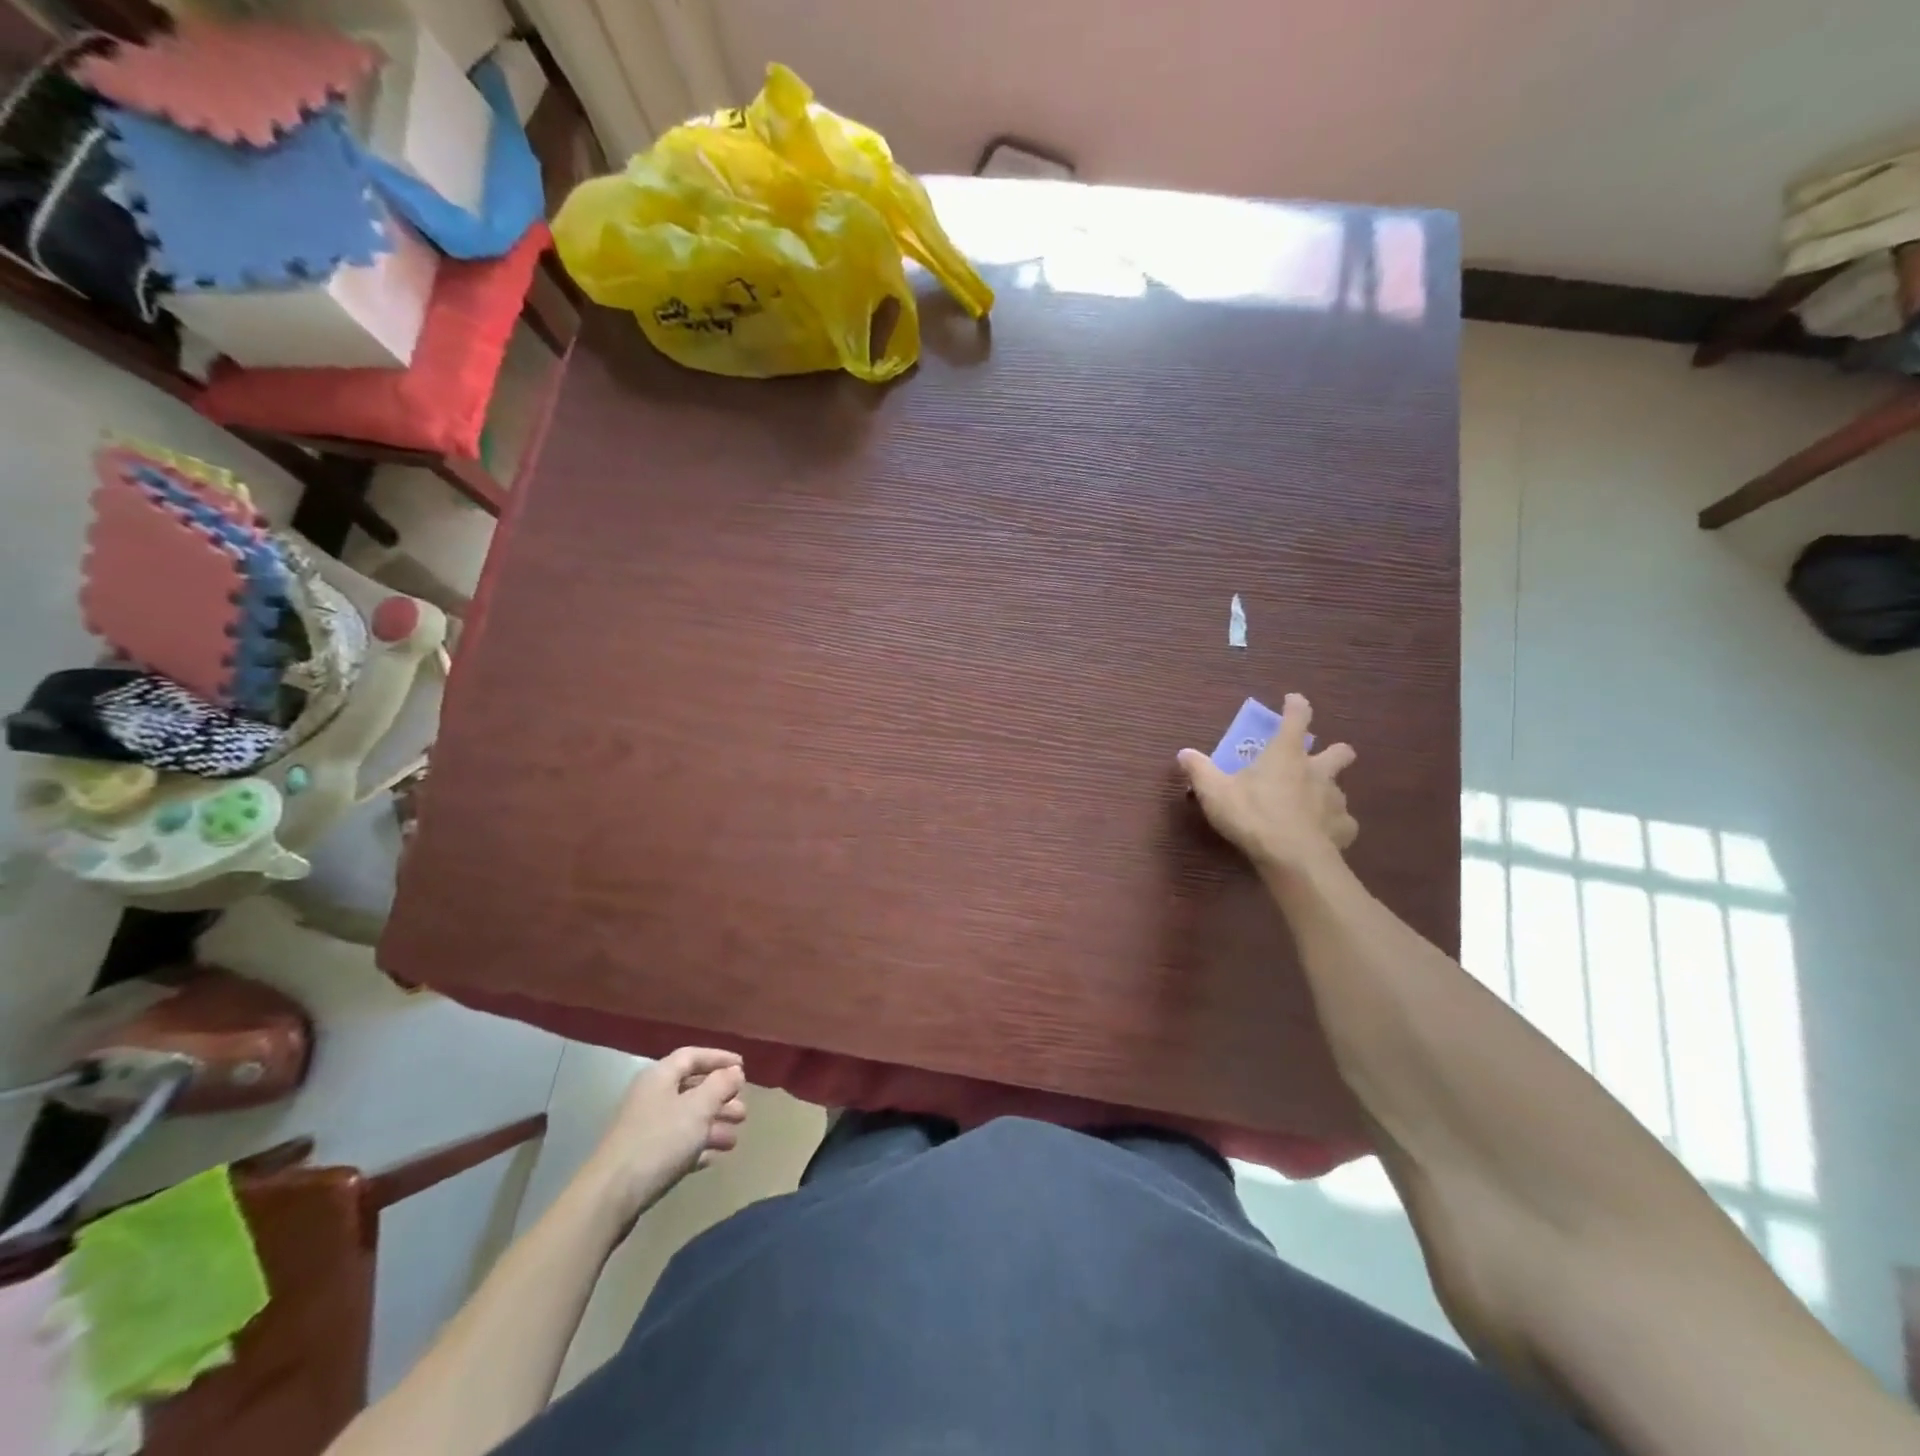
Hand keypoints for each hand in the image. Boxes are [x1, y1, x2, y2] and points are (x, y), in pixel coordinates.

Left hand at [581, 1048, 747, 1228]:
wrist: (610, 1197)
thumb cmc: (659, 1141)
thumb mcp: (697, 1108)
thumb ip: (720, 1085)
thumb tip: (734, 1071)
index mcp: (660, 1077)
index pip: (692, 1056)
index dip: (719, 1058)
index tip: (743, 1067)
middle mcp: (651, 1097)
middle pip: (692, 1089)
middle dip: (720, 1098)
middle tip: (743, 1111)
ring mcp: (645, 1129)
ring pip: (687, 1119)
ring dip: (713, 1125)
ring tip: (734, 1139)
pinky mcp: (644, 1158)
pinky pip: (677, 1144)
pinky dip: (697, 1147)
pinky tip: (714, 1158)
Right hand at [1177, 693, 1357, 875]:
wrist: (1292, 858)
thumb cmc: (1252, 814)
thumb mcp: (1214, 791)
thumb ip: (1199, 770)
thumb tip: (1184, 753)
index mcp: (1286, 754)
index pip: (1297, 718)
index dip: (1296, 706)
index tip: (1294, 701)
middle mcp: (1317, 770)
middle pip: (1339, 751)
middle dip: (1334, 752)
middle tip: (1316, 762)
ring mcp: (1335, 799)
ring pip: (1339, 788)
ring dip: (1326, 793)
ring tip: (1308, 807)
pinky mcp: (1344, 828)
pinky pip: (1342, 822)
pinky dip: (1332, 825)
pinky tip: (1319, 835)